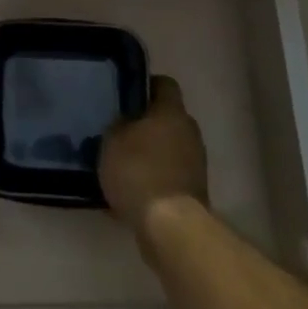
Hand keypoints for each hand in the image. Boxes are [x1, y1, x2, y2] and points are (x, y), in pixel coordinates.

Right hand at [99, 76, 209, 245]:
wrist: (169, 224)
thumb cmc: (138, 171)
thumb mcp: (112, 140)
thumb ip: (118, 125)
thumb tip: (124, 122)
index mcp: (172, 111)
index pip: (164, 84)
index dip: (145, 85)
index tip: (125, 95)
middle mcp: (189, 131)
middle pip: (167, 117)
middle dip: (145, 122)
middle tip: (118, 129)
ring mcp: (195, 161)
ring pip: (169, 146)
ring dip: (151, 151)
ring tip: (122, 161)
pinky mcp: (193, 189)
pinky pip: (169, 172)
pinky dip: (154, 176)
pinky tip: (132, 187)